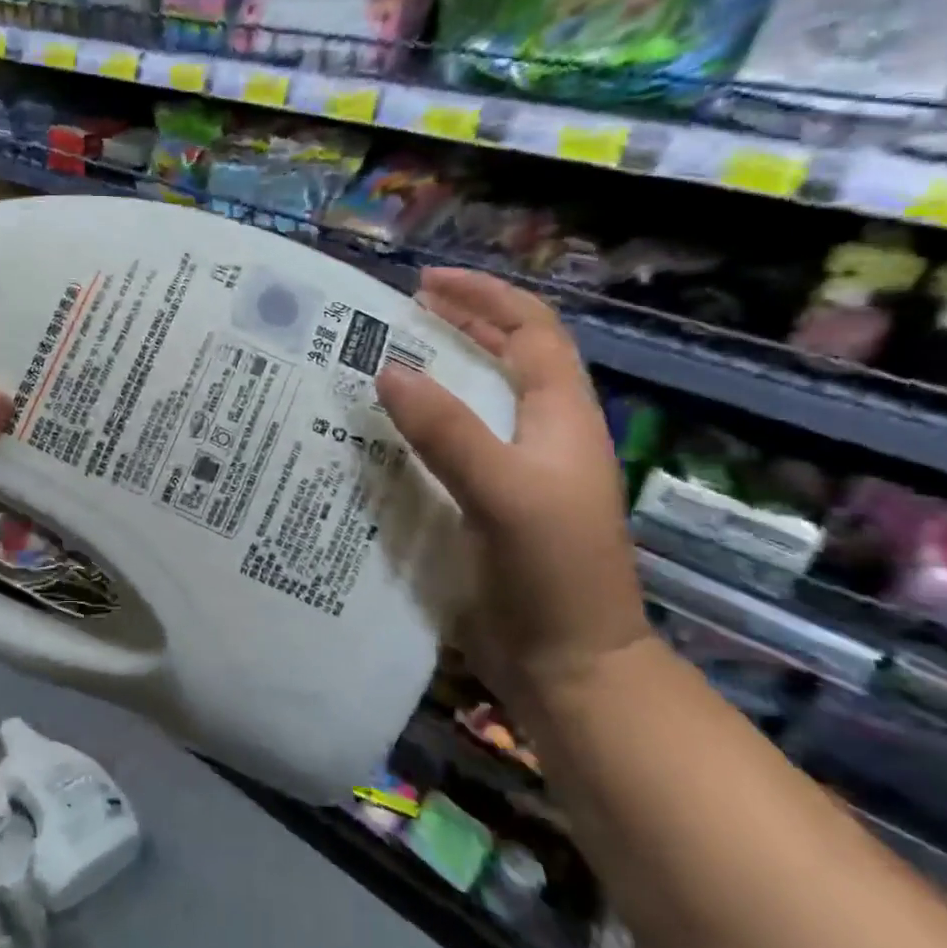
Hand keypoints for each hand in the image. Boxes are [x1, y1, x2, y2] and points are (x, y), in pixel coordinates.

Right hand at [375, 268, 647, 708]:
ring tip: (378, 361)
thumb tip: (388, 368)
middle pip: (503, 358)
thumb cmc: (551, 571)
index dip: (485, 297)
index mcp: (560, 416)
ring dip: (432, 375)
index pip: (532, 331)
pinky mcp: (486, 502)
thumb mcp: (503, 491)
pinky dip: (417, 426)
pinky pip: (448, 445)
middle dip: (456, 326)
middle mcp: (539, 433)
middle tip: (395, 314)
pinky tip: (378, 432)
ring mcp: (514, 470)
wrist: (568, 664)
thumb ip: (448, 429)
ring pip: (472, 401)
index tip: (426, 282)